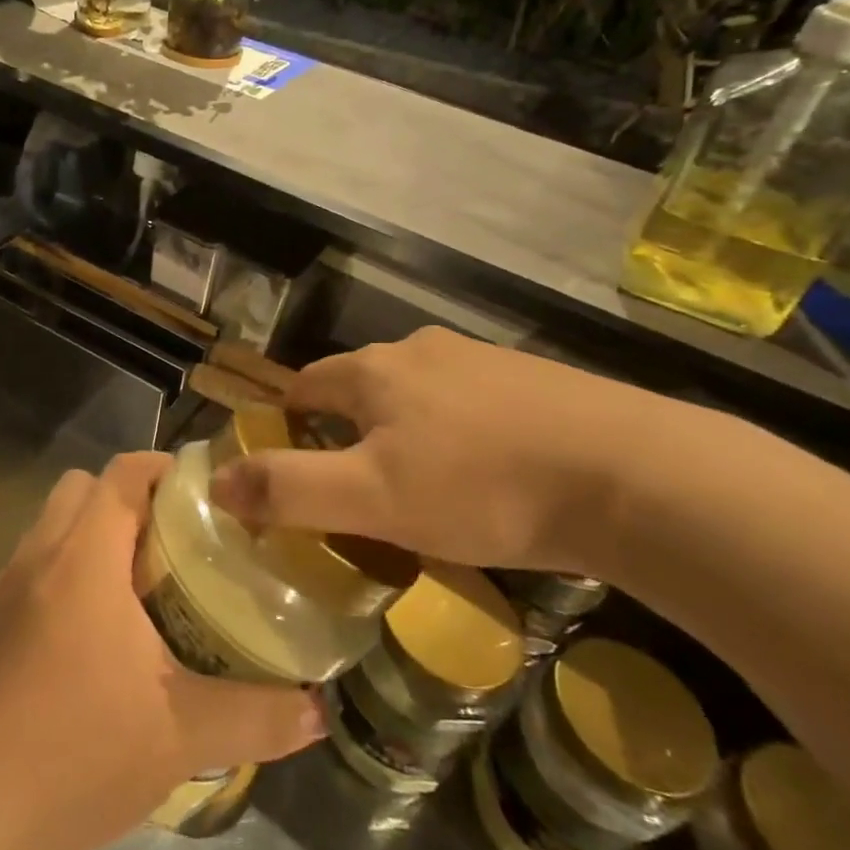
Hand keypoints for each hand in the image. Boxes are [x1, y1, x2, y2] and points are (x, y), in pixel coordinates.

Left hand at [0, 451, 323, 849]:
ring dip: (96, 533)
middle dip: (130, 498)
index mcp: (85, 556)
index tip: (207, 494)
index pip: (123, 472)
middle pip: (84, 486)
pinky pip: (36, 563)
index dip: (165, 467)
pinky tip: (97, 631)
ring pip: (55, 523)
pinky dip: (69, 569)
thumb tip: (319, 709)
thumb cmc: (79, 752)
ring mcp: (7, 587)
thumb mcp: (183, 736)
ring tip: (143, 584)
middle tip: (178, 541)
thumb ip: (258, 715)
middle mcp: (40, 554)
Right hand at [210, 327, 680, 573]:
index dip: (287, 423)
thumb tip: (217, 482)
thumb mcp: (373, 499)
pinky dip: (456, 432)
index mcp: (374, 370)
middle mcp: (421, 350)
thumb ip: (289, 489)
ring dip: (403, 430)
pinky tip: (484, 473)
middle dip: (346, 430)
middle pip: (360, 387)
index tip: (289, 466)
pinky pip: (468, 404)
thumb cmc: (482, 487)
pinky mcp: (532, 380)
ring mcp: (481, 359)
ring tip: (419, 487)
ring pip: (417, 394)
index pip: (305, 386)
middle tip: (354, 489)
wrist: (631, 475)